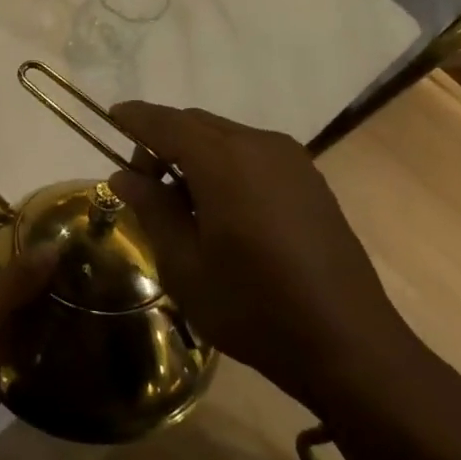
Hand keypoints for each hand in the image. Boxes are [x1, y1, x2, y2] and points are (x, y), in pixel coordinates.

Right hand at [106, 102, 417, 408]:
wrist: (349, 344)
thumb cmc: (254, 308)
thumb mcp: (185, 265)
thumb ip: (153, 209)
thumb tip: (124, 175)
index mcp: (224, 162)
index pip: (166, 123)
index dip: (135, 117)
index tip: (111, 115)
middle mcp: (259, 146)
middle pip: (196, 123)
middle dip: (163, 140)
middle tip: (144, 184)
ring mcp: (292, 160)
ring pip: (225, 136)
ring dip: (195, 152)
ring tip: (183, 202)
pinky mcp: (310, 180)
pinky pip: (253, 153)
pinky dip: (225, 163)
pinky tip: (223, 208)